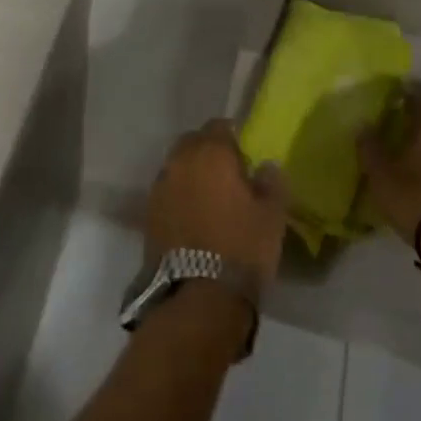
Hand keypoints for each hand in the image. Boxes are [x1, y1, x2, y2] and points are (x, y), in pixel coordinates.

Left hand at [145, 120, 288, 288]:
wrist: (199, 295)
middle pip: (193, 142)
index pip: (219, 126)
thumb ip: (271, 182)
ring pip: (177, 167)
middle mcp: (179, 161)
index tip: (244, 156)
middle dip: (208, 152)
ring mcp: (160, 186)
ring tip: (209, 199)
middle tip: (227, 175)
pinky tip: (193, 217)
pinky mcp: (148, 213)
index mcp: (210, 152)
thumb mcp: (273, 215)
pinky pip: (167, 192)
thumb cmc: (242, 247)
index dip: (233, 137)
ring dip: (191, 174)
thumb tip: (265, 167)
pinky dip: (179, 197)